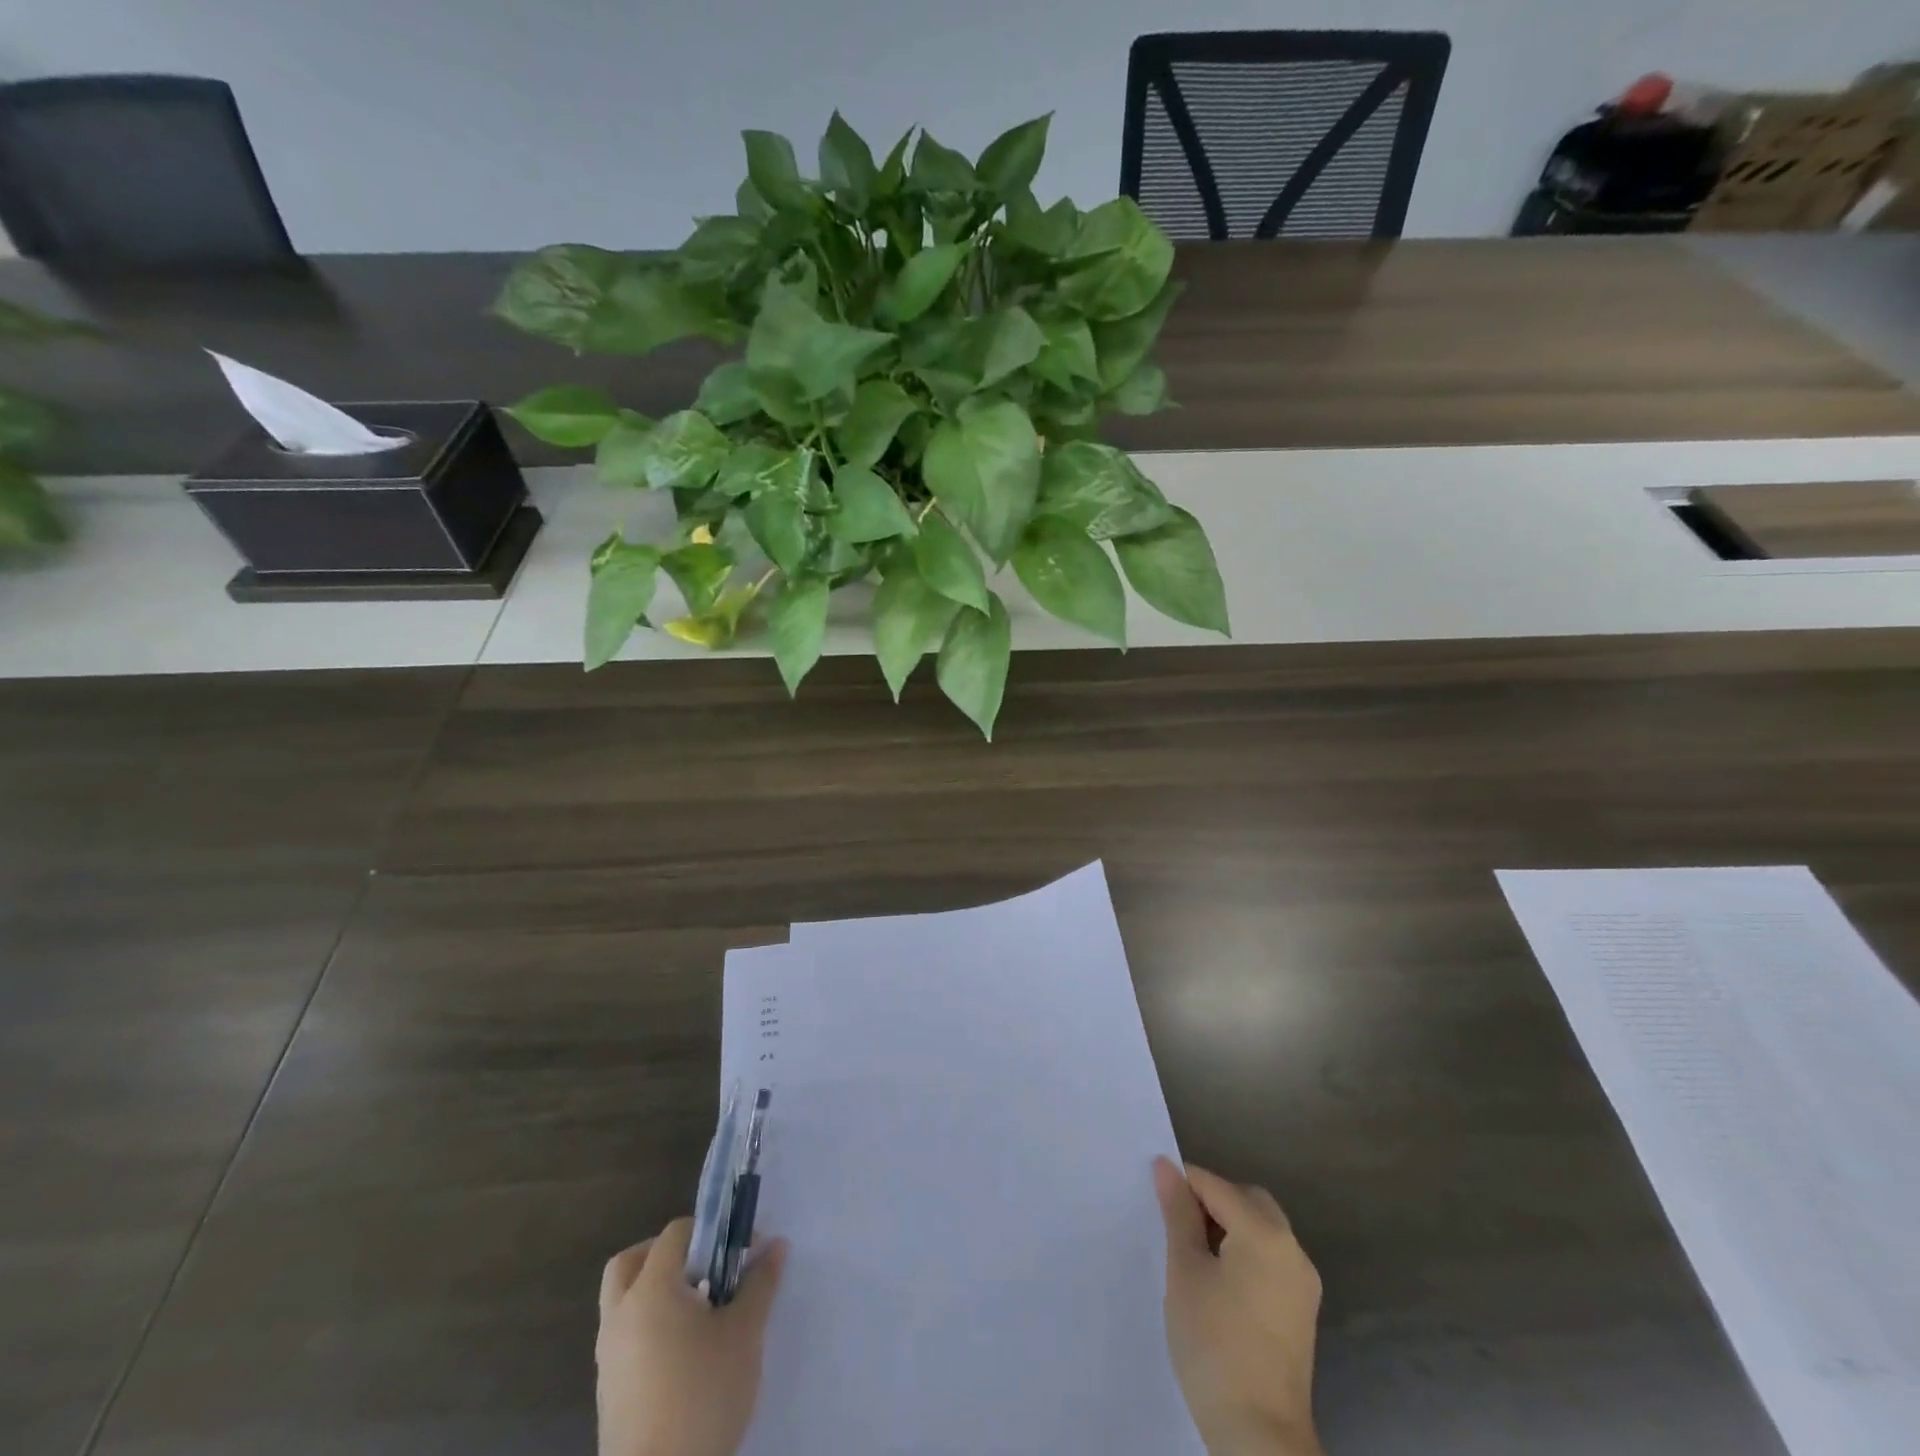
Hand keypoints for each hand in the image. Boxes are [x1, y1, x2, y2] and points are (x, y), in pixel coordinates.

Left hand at [596, 1217, 787, 1455]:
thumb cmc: (703, 1396)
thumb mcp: (744, 1334)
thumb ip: (760, 1283)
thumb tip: (776, 1245)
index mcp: (650, 1291)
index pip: (675, 1234)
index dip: (711, 1231)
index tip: (742, 1251)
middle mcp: (620, 1316)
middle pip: (632, 1262)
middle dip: (667, 1255)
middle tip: (704, 1270)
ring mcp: (607, 1357)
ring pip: (623, 1302)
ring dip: (656, 1292)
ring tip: (700, 1313)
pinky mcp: (608, 1393)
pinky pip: (624, 1338)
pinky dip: (648, 1327)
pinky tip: (684, 1352)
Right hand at [1154, 1157, 1324, 1455]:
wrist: (1259, 1435)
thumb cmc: (1214, 1344)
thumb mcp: (1185, 1271)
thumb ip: (1177, 1213)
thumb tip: (1166, 1166)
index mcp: (1265, 1233)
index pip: (1216, 1185)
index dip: (1183, 1183)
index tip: (1154, 1194)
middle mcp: (1292, 1249)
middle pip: (1247, 1200)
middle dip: (1211, 1200)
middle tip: (1174, 1222)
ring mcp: (1302, 1283)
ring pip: (1261, 1229)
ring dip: (1228, 1226)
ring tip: (1191, 1252)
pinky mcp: (1302, 1311)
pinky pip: (1270, 1259)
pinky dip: (1244, 1252)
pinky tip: (1217, 1280)